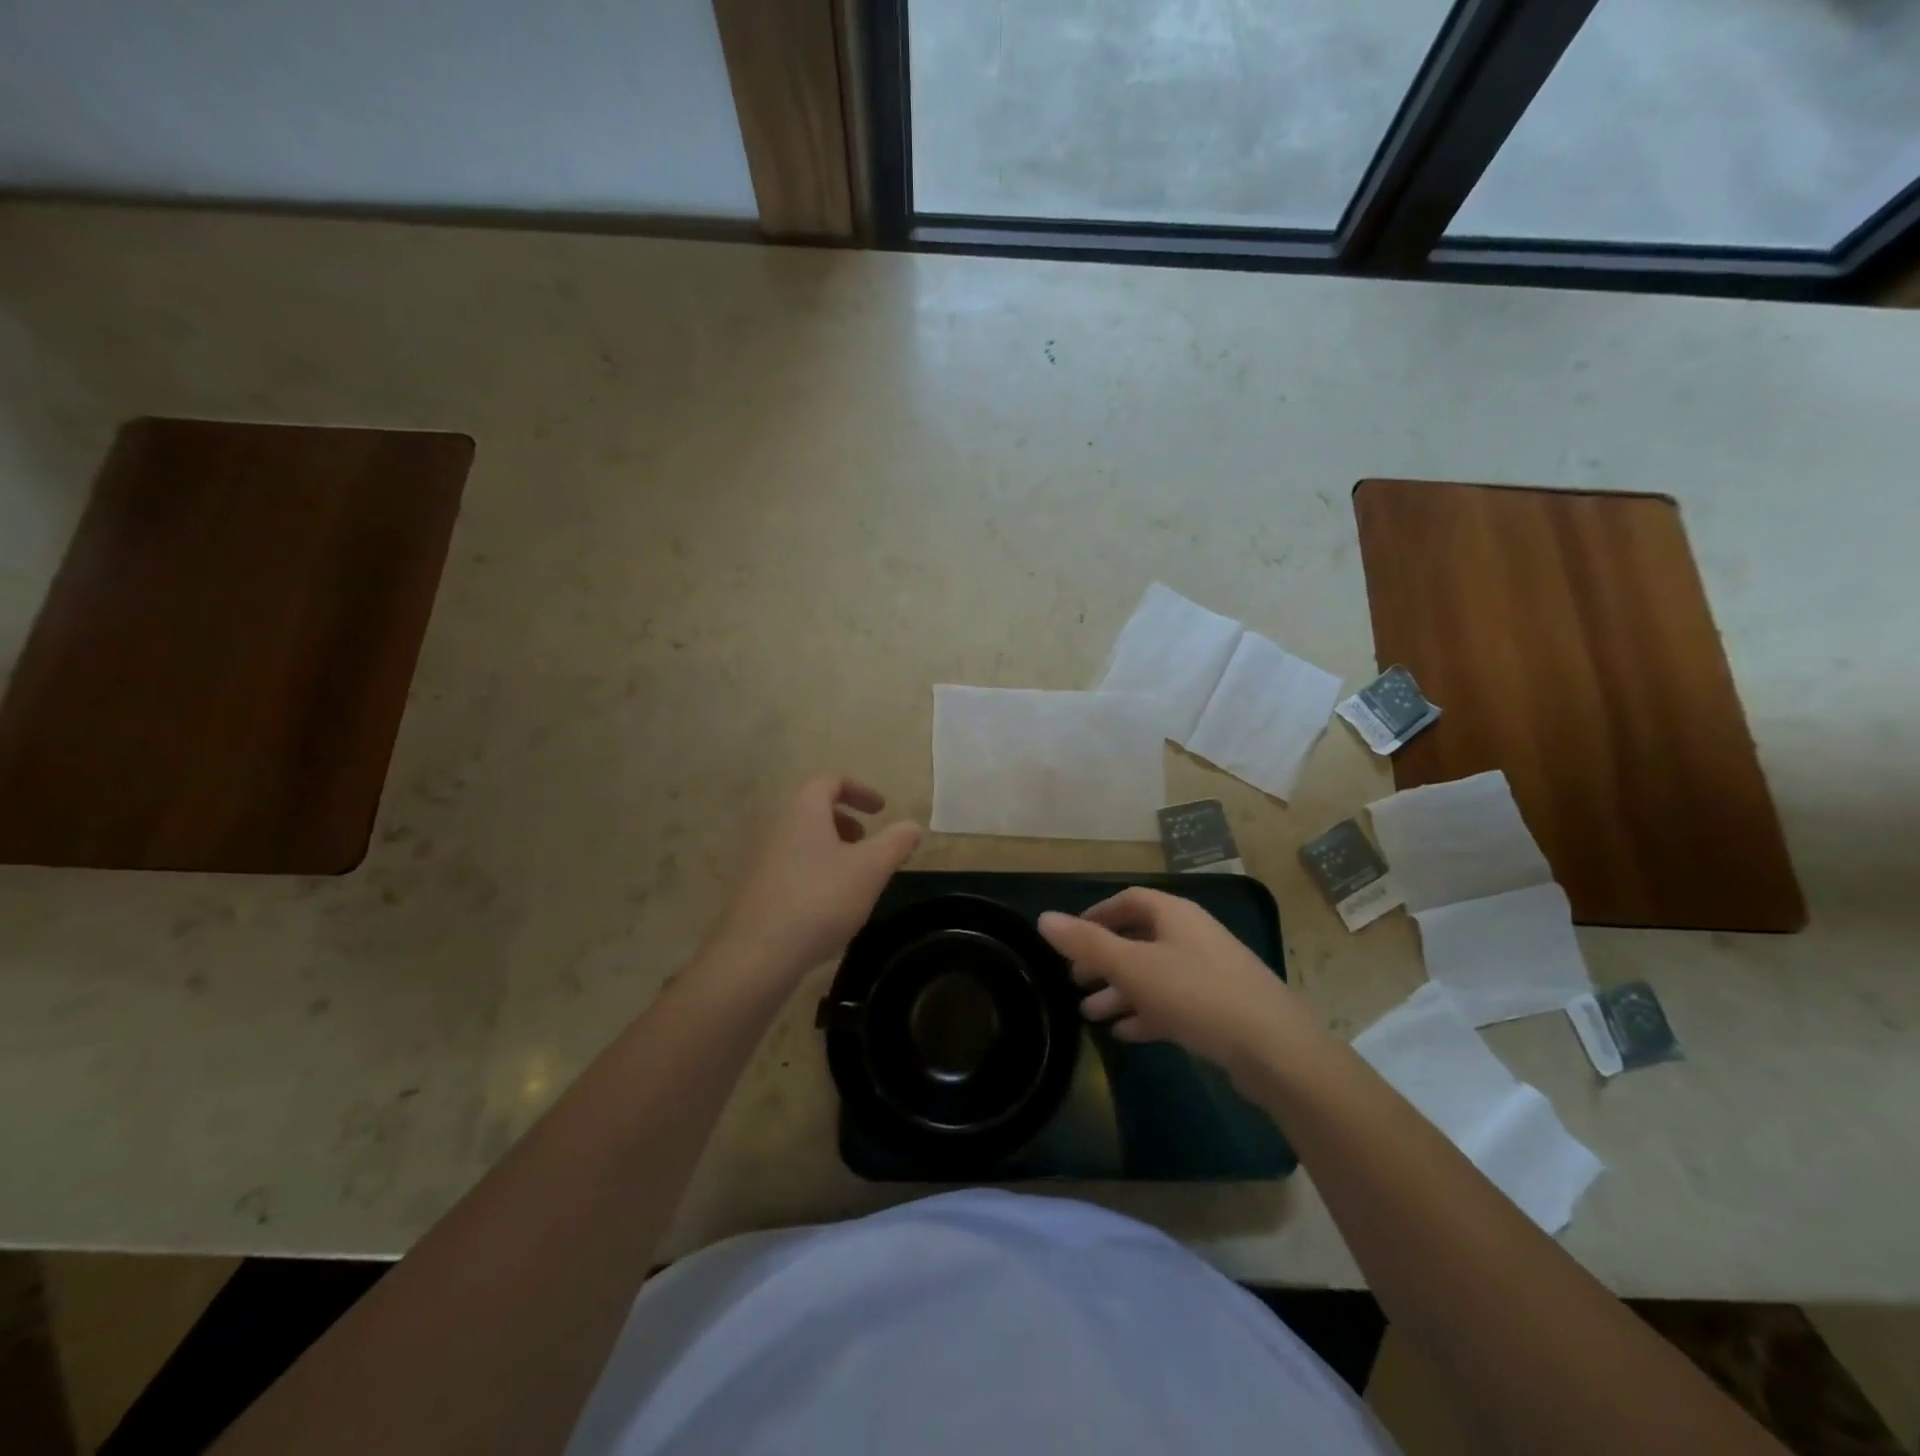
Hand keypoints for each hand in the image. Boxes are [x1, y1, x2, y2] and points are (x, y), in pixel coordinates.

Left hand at [704, 776, 921, 985]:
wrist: (757, 953)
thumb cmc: (820, 900)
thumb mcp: (871, 869)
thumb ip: (896, 842)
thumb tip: (912, 826)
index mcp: (803, 809)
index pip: (831, 781)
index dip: (860, 791)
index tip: (882, 810)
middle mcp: (776, 823)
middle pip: (813, 808)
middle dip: (845, 820)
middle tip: (867, 842)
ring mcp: (759, 855)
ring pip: (801, 837)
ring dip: (830, 846)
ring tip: (852, 875)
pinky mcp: (753, 885)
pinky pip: (789, 862)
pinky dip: (813, 868)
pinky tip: (827, 902)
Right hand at [1038, 888, 1303, 1080]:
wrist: (1274, 1048)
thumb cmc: (1196, 994)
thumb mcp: (1132, 967)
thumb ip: (1086, 943)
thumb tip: (1044, 917)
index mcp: (1174, 915)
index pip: (1128, 901)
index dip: (1096, 915)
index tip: (1069, 940)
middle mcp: (1192, 935)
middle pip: (1138, 938)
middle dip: (1103, 960)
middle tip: (1073, 981)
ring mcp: (1209, 972)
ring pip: (1153, 974)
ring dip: (1120, 991)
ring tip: (1089, 1014)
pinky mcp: (1220, 1008)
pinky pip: (1173, 1001)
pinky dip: (1146, 1012)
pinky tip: (1125, 1033)